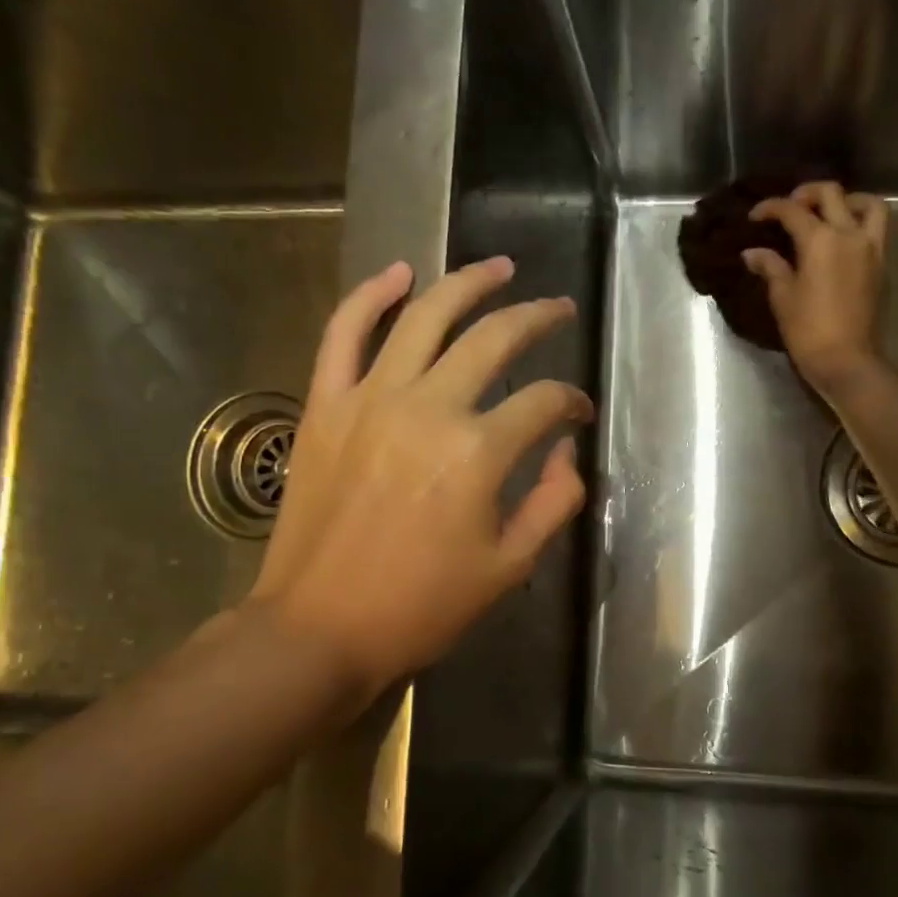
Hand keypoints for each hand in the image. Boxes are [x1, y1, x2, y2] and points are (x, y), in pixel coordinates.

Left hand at [246, 257, 592, 692]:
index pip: (544, 403)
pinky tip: (401, 272)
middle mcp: (429, 408)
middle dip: (536, 318)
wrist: (319, 629)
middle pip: (494, 339)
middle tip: (558, 309)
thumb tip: (568, 454)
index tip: (578, 413)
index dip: (571, 403)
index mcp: (479, 453)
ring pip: (425, 316)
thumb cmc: (422, 607)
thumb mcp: (510, 566)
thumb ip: (554, 502)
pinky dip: (371, 295)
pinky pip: (344, 332)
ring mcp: (370, 399)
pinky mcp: (325, 405)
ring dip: (467, 283)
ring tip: (498, 267)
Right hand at [744, 181, 888, 395]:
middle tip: (791, 206)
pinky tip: (842, 243)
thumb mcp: (783, 298)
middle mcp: (849, 234)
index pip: (792, 211)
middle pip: (831, 194)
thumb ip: (771, 268)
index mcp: (820, 240)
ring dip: (848, 201)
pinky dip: (859, 225)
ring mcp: (871, 249)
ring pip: (868, 205)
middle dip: (807, 193)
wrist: (847, 361)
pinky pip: (875, 231)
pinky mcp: (882, 266)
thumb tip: (753, 253)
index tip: (755, 216)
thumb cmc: (808, 331)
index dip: (770, 208)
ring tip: (831, 213)